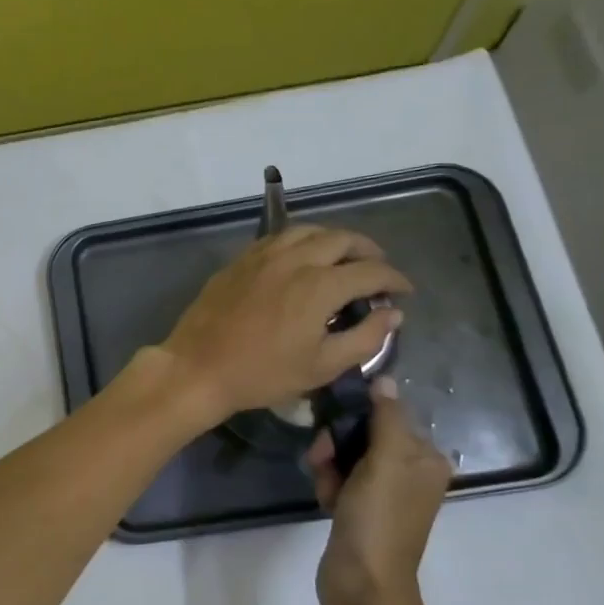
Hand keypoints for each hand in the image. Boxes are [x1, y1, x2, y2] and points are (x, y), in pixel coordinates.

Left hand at [153, 225, 409, 425]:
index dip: (394, 279)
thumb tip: (393, 315)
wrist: (198, 367)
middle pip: (342, 238)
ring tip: (344, 258)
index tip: (404, 291)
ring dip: (334, 239)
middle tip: (377, 270)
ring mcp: (263, 255)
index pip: (370, 271)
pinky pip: (279, 237)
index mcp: (319, 285)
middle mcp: (294, 259)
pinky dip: (302, 240)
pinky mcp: (240, 260)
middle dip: (368, 251)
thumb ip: (365, 338)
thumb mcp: (322, 366)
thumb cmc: (262, 373)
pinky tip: (303, 257)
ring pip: (308, 230)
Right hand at [307, 376, 450, 604]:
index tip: (333, 429)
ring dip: (328, 466)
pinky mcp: (361, 509)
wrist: (363, 584)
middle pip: (363, 434)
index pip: (386, 414)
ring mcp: (384, 492)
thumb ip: (386, 417)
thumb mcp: (385, 461)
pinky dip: (328, 485)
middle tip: (323, 461)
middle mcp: (409, 472)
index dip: (356, 417)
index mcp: (426, 458)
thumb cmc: (379, 519)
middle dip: (337, 444)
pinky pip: (339, 479)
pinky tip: (325, 501)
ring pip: (345, 456)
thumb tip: (384, 378)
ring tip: (325, 488)